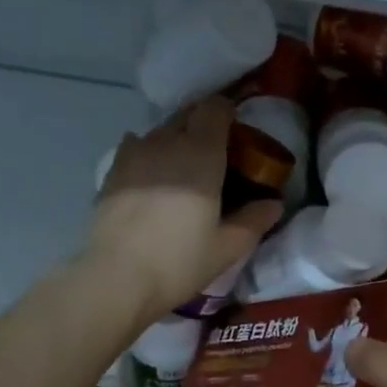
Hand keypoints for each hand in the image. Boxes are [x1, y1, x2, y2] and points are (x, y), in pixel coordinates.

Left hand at [86, 98, 280, 326]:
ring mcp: (134, 154)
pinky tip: (151, 179)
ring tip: (181, 169)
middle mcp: (166, 142)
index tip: (236, 133)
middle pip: (187, 115)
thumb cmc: (179, 261)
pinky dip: (148, 154)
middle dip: (202, 125)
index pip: (215, 108)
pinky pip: (135, 148)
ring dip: (174, 140)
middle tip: (214, 154)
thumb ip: (254, 220)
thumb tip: (274, 203)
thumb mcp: (227, 247)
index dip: (227, 114)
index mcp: (201, 153)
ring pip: (159, 131)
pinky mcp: (111, 171)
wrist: (116, 277)